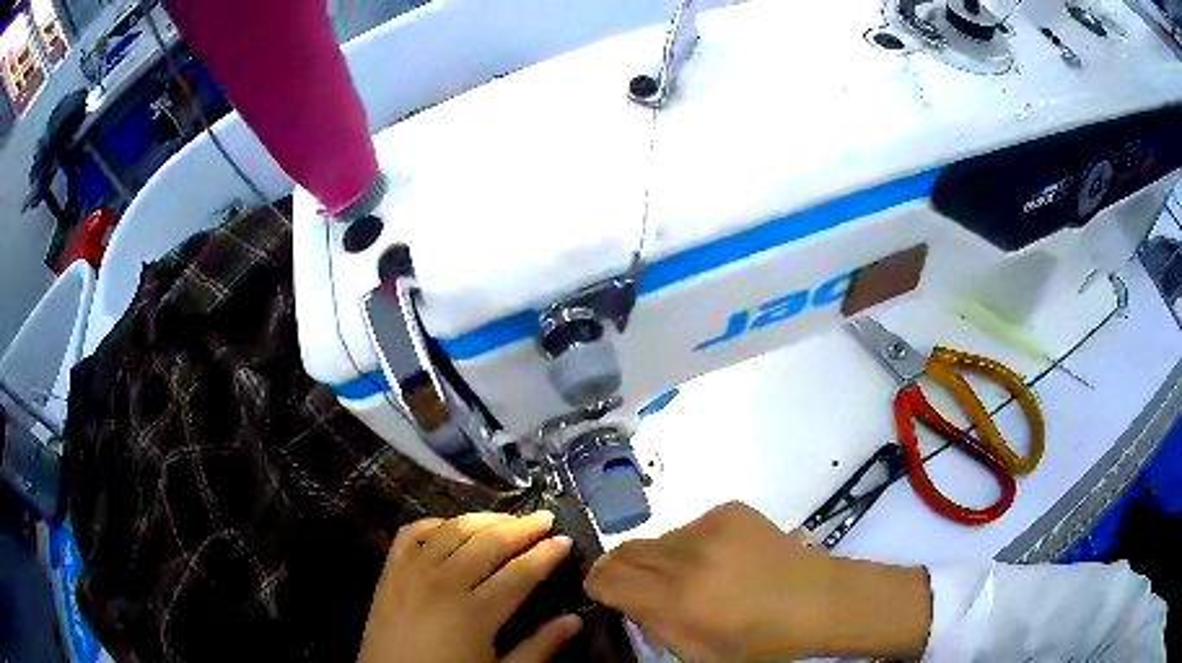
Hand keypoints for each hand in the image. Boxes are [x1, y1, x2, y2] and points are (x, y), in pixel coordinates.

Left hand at [358, 511, 582, 662]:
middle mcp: (444, 582)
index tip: (566, 540)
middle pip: (489, 544)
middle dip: (521, 528)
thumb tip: (575, 619)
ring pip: (453, 531)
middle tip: (544, 517)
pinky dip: (435, 524)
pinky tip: (451, 526)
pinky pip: (412, 533)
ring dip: (484, 519)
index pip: (520, 573)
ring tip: (507, 518)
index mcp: (475, 613)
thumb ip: (539, 648)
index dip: (546, 555)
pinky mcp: (389, 571)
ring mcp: (412, 572)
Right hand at [584, 502, 931, 661]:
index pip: (607, 576)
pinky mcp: (730, 509)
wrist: (819, 600)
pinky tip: (722, 560)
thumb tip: (628, 601)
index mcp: (676, 598)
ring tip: (694, 577)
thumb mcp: (698, 653)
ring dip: (662, 559)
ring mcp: (710, 526)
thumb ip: (653, 625)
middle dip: (624, 571)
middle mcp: (686, 555)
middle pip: (625, 550)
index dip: (598, 584)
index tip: (606, 594)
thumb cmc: (761, 641)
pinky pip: (691, 526)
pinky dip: (692, 544)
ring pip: (658, 538)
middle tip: (645, 589)